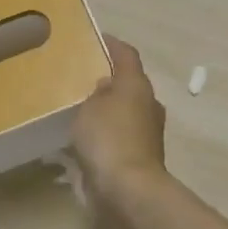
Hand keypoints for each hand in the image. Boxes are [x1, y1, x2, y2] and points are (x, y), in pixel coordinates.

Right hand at [71, 36, 167, 199]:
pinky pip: (120, 134)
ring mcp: (148, 132)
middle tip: (81, 76)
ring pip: (125, 110)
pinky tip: (86, 137)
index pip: (126, 54)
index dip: (112, 44)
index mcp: (137, 85)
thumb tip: (105, 85)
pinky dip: (106, 132)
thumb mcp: (90, 107)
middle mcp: (148, 104)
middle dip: (108, 78)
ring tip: (79, 107)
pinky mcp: (141, 156)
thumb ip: (95, 92)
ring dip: (107, 107)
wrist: (129, 190)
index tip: (95, 39)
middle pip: (129, 82)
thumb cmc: (108, 138)